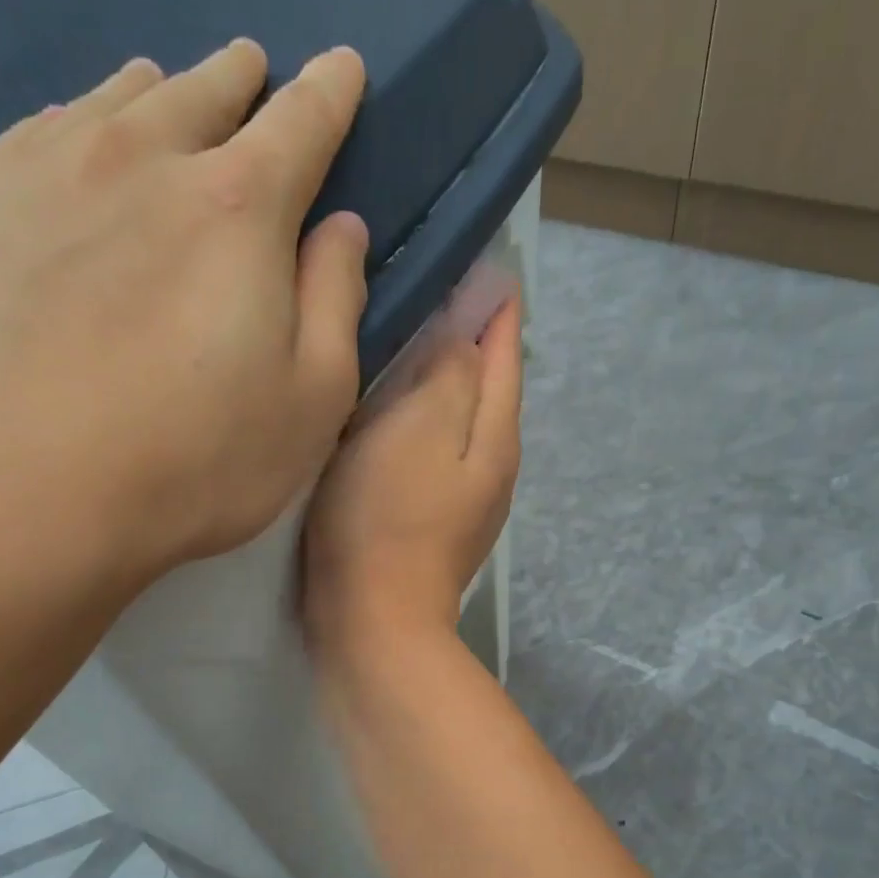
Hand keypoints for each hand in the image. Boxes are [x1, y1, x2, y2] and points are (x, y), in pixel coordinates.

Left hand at [0, 40, 370, 589]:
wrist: (20, 497)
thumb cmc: (196, 463)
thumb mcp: (310, 404)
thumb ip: (335, 304)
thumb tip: (341, 229)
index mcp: (238, 209)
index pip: (301, 125)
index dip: (330, 95)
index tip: (342, 69)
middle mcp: (140, 160)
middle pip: (201, 93)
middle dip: (239, 79)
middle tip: (252, 66)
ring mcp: (39, 174)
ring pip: (110, 102)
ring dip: (152, 94)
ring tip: (163, 92)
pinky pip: (29, 138)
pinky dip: (67, 130)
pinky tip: (67, 148)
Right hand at [303, 300, 522, 655]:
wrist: (373, 620)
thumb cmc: (387, 518)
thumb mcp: (419, 427)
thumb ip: (451, 371)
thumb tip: (471, 328)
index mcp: (495, 436)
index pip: (505, 352)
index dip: (495, 304)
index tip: (481, 257)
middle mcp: (491, 467)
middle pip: (488, 389)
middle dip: (471, 341)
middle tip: (435, 289)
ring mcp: (465, 503)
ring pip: (459, 423)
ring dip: (444, 383)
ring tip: (411, 343)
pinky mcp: (432, 526)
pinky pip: (432, 456)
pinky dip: (420, 426)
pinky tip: (393, 418)